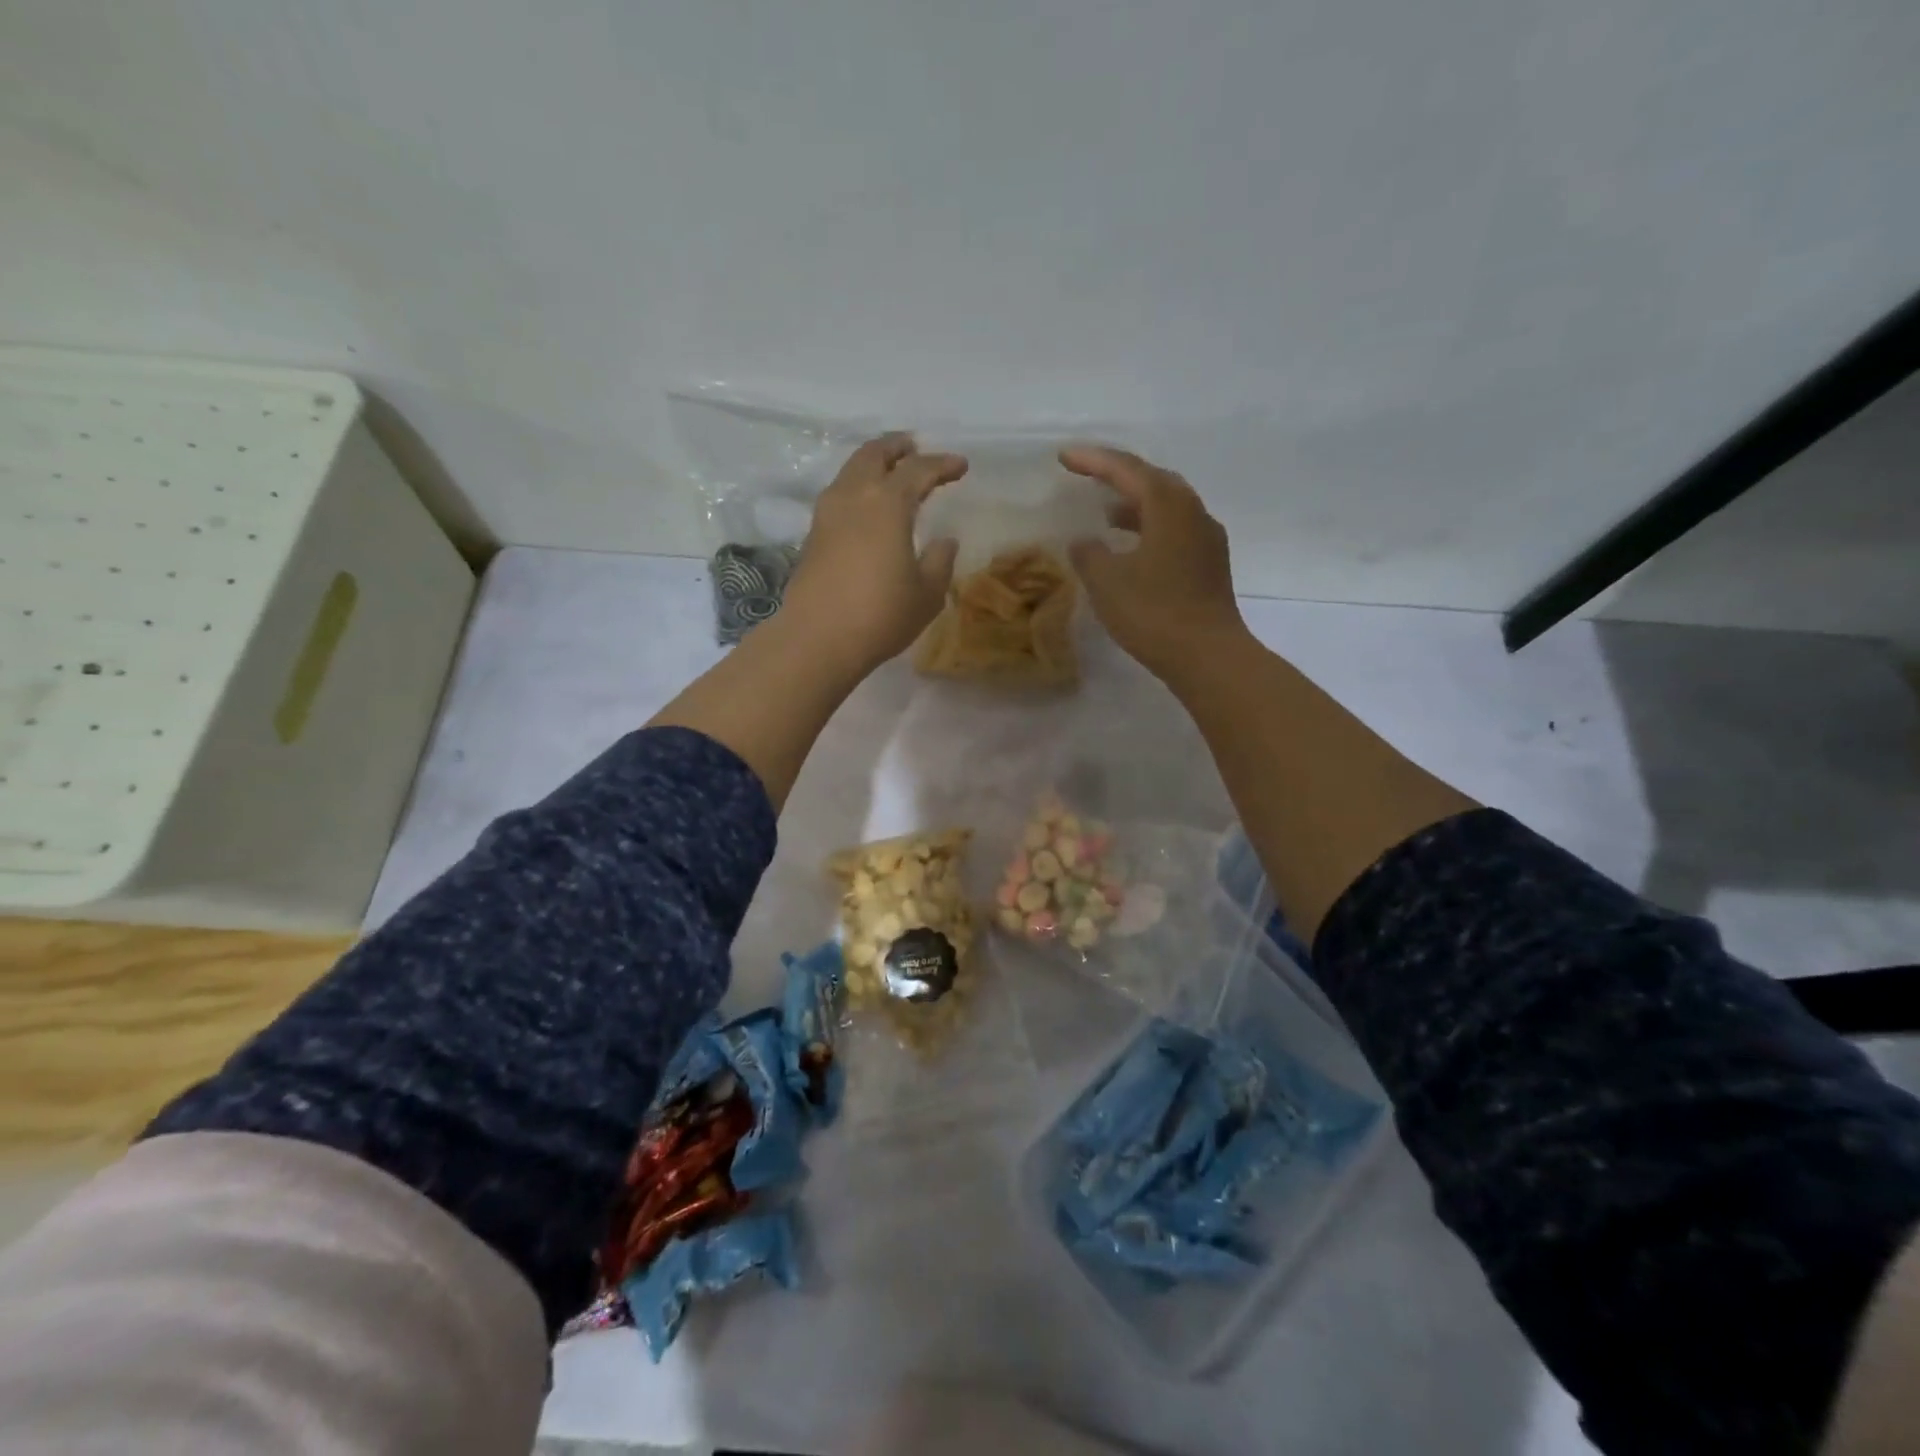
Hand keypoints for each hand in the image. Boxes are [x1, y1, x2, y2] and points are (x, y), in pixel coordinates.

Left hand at [780, 433, 966, 674]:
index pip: (918, 470)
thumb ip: (940, 561)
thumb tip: (944, 541)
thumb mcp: (927, 593)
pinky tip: (868, 507)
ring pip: (851, 471)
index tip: (960, 466)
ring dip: (873, 464)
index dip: (942, 465)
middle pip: (874, 455)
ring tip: (890, 472)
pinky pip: (839, 494)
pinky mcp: (813, 534)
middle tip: (915, 448)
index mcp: (888, 503)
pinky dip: (858, 487)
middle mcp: (854, 496)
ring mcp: (827, 513)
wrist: (818, 638)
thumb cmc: (881, 614)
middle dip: (897, 447)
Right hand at [1062, 444, 1249, 681]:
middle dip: (1118, 476)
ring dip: (1135, 505)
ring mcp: (1207, 539)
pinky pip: (1175, 531)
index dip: (1093, 461)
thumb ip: (1089, 554)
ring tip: (1105, 513)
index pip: (1127, 470)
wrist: (1208, 656)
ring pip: (1167, 507)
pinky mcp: (1210, 565)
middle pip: (1153, 481)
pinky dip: (1148, 529)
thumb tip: (1084, 541)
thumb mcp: (1107, 582)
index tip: (1064, 457)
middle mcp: (1193, 513)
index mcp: (1169, 506)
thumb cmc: (1154, 613)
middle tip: (1088, 476)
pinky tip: (1131, 548)